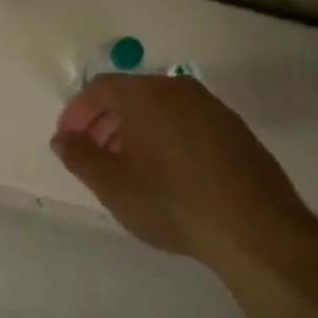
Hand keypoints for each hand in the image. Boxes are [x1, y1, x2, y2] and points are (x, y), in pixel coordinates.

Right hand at [51, 74, 317, 267]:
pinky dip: (164, 138)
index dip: (77, 112)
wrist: (254, 228)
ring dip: (134, 132)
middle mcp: (181, 90)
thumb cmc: (171, 202)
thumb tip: (63, 138)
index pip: (100, 88)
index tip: (67, 141)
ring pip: (161, 110)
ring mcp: (213, 109)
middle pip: (131, 95)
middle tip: (92, 156)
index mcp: (147, 95)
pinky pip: (187, 124)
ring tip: (126, 168)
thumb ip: (80, 156)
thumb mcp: (113, 184)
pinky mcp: (235, 131)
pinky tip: (165, 175)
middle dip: (104, 122)